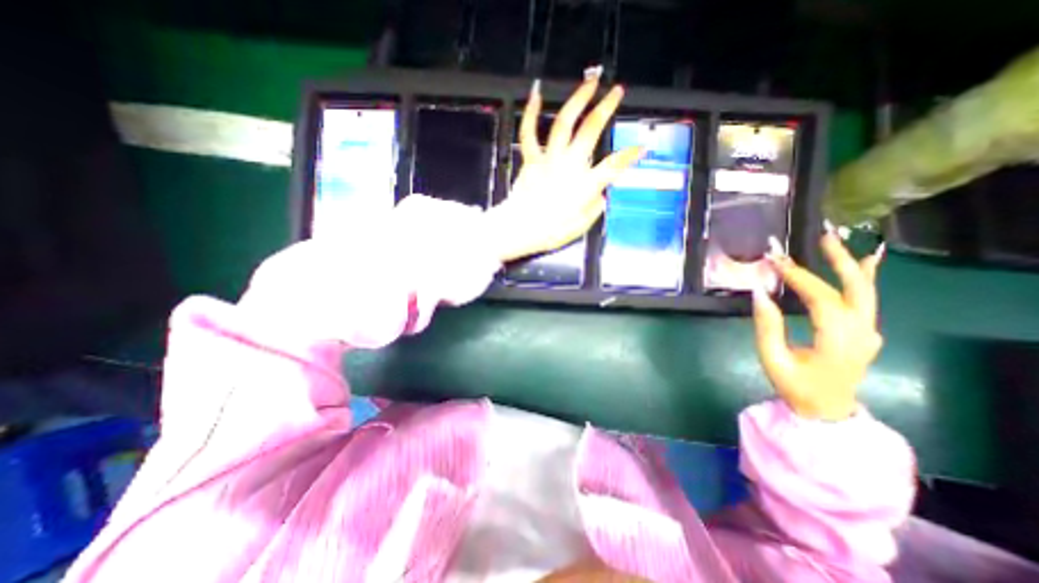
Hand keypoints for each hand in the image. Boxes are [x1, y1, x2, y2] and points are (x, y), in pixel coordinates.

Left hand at [486, 65, 642, 262]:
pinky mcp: (531, 159)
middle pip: (591, 130)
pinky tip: (537, 94)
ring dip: (578, 100)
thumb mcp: (579, 228)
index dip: (631, 155)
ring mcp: (549, 159)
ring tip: (590, 82)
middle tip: (617, 91)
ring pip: (564, 123)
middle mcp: (570, 165)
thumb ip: (593, 210)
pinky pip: (529, 133)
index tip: (642, 147)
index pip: (614, 165)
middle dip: (606, 108)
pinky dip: (531, 113)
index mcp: (585, 184)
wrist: (519, 229)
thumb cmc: (549, 232)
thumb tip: (601, 197)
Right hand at [751, 227, 889, 417]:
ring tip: (835, 242)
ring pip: (865, 291)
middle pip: (855, 289)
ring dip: (850, 264)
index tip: (775, 260)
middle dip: (837, 260)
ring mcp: (868, 332)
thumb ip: (767, 326)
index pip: (821, 298)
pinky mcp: (865, 333)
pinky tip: (865, 261)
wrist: (827, 410)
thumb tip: (759, 293)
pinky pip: (866, 301)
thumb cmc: (795, 386)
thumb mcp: (772, 359)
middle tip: (821, 237)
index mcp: (837, 340)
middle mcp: (861, 332)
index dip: (798, 277)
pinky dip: (864, 278)